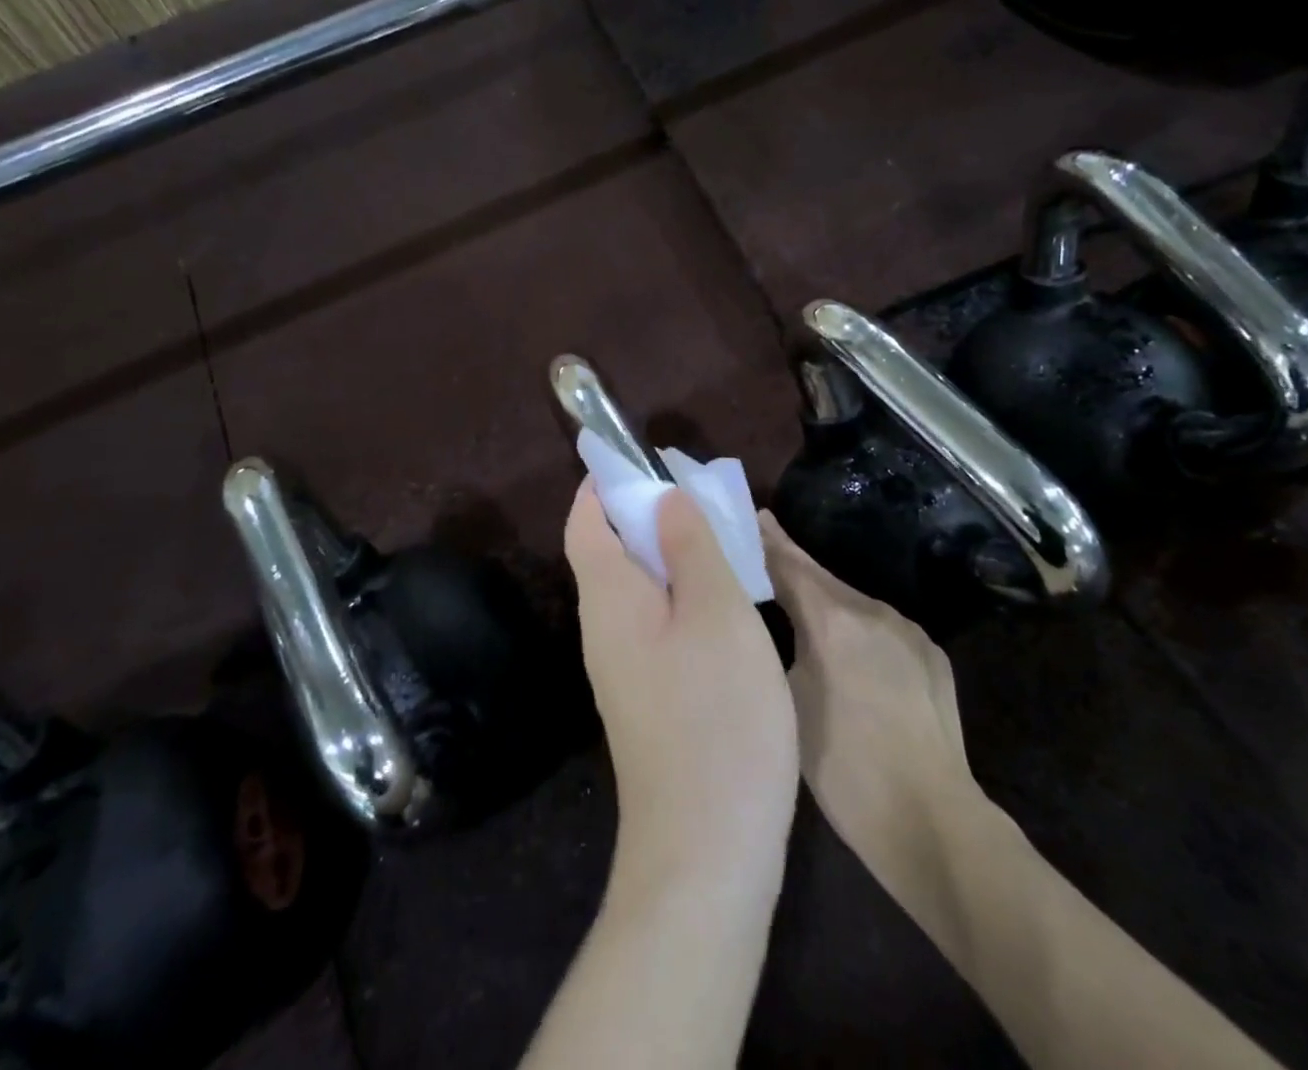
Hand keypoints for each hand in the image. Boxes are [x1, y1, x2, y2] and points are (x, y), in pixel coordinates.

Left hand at [565, 484, 798, 883]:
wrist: (707, 849)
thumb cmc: (716, 715)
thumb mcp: (716, 612)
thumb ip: (689, 546)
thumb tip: (664, 495)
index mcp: (608, 597)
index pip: (585, 521)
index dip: (604, 483)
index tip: (640, 457)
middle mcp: (603, 628)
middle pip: (610, 550)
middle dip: (645, 513)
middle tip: (698, 495)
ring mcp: (624, 668)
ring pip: (638, 588)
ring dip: (668, 554)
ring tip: (717, 538)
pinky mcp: (649, 698)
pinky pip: (656, 622)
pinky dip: (680, 594)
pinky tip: (722, 603)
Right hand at [762, 512, 1001, 905]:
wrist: (932, 822)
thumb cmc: (844, 768)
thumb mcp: (789, 703)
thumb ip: (777, 649)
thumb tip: (765, 622)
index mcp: (833, 621)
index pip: (790, 566)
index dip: (768, 542)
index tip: (752, 517)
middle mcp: (873, 612)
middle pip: (823, 580)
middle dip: (793, 568)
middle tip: (763, 555)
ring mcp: (909, 632)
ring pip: (853, 605)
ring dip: (825, 603)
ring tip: (799, 612)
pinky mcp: (931, 656)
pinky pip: (882, 629)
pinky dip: (857, 630)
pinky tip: (848, 653)